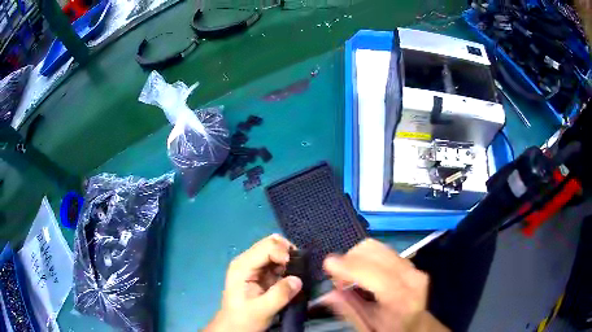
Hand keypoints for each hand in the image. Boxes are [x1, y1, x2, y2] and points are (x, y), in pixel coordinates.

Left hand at [205, 234, 302, 331]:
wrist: (234, 327)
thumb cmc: (244, 319)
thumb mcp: (262, 310)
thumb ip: (279, 295)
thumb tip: (298, 279)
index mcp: (243, 266)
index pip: (266, 247)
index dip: (283, 253)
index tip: (295, 269)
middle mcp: (247, 260)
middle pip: (271, 243)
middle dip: (287, 253)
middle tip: (298, 269)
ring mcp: (254, 265)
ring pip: (275, 250)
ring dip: (288, 259)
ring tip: (295, 274)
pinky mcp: (261, 272)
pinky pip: (277, 261)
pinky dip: (287, 265)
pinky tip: (290, 277)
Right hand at [320, 239, 448, 331]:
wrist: (416, 323)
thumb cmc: (391, 329)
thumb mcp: (368, 327)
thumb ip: (349, 310)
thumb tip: (327, 294)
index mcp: (403, 299)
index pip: (378, 276)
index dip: (351, 267)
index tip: (328, 264)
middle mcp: (411, 277)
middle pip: (375, 252)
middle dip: (349, 260)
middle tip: (338, 279)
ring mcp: (412, 266)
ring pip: (376, 246)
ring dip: (355, 257)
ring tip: (349, 277)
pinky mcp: (409, 261)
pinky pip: (381, 249)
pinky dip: (364, 256)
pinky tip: (361, 272)